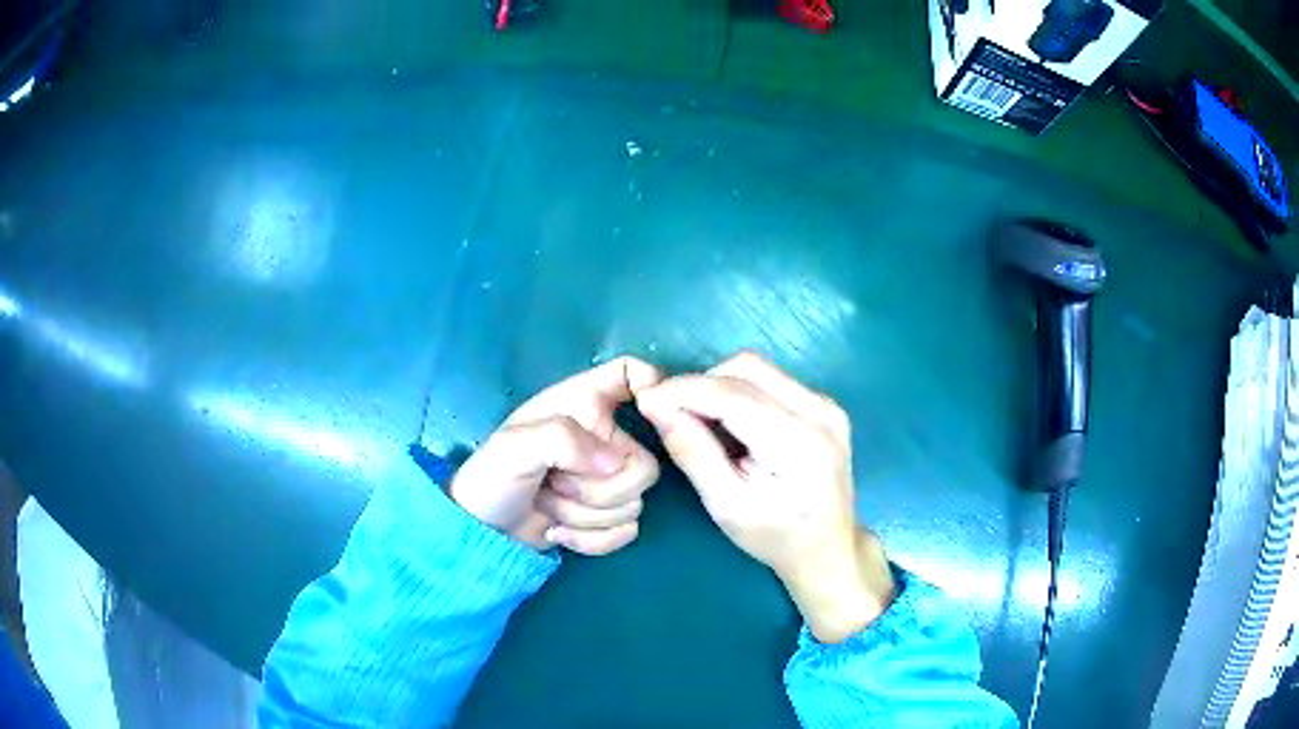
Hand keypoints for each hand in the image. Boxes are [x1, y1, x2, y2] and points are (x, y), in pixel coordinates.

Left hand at [449, 357, 662, 555]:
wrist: (483, 531)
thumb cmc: (492, 476)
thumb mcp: (514, 447)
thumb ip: (563, 440)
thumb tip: (613, 464)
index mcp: (584, 404)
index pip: (630, 372)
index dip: (651, 384)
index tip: (646, 414)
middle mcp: (604, 438)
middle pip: (645, 466)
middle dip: (598, 491)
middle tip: (556, 484)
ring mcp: (609, 480)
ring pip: (635, 505)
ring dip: (585, 516)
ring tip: (548, 504)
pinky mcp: (609, 516)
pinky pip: (627, 531)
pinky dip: (591, 539)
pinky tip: (559, 530)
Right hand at [637, 351, 894, 642]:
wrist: (829, 548)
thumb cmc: (775, 537)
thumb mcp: (726, 506)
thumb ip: (693, 452)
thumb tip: (657, 406)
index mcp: (799, 443)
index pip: (732, 394)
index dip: (683, 389)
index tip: (646, 398)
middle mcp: (820, 411)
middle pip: (746, 368)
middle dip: (702, 385)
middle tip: (674, 416)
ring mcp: (827, 404)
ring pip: (758, 369)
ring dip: (720, 387)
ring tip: (705, 425)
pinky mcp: (825, 404)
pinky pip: (772, 381)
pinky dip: (741, 393)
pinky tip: (734, 428)